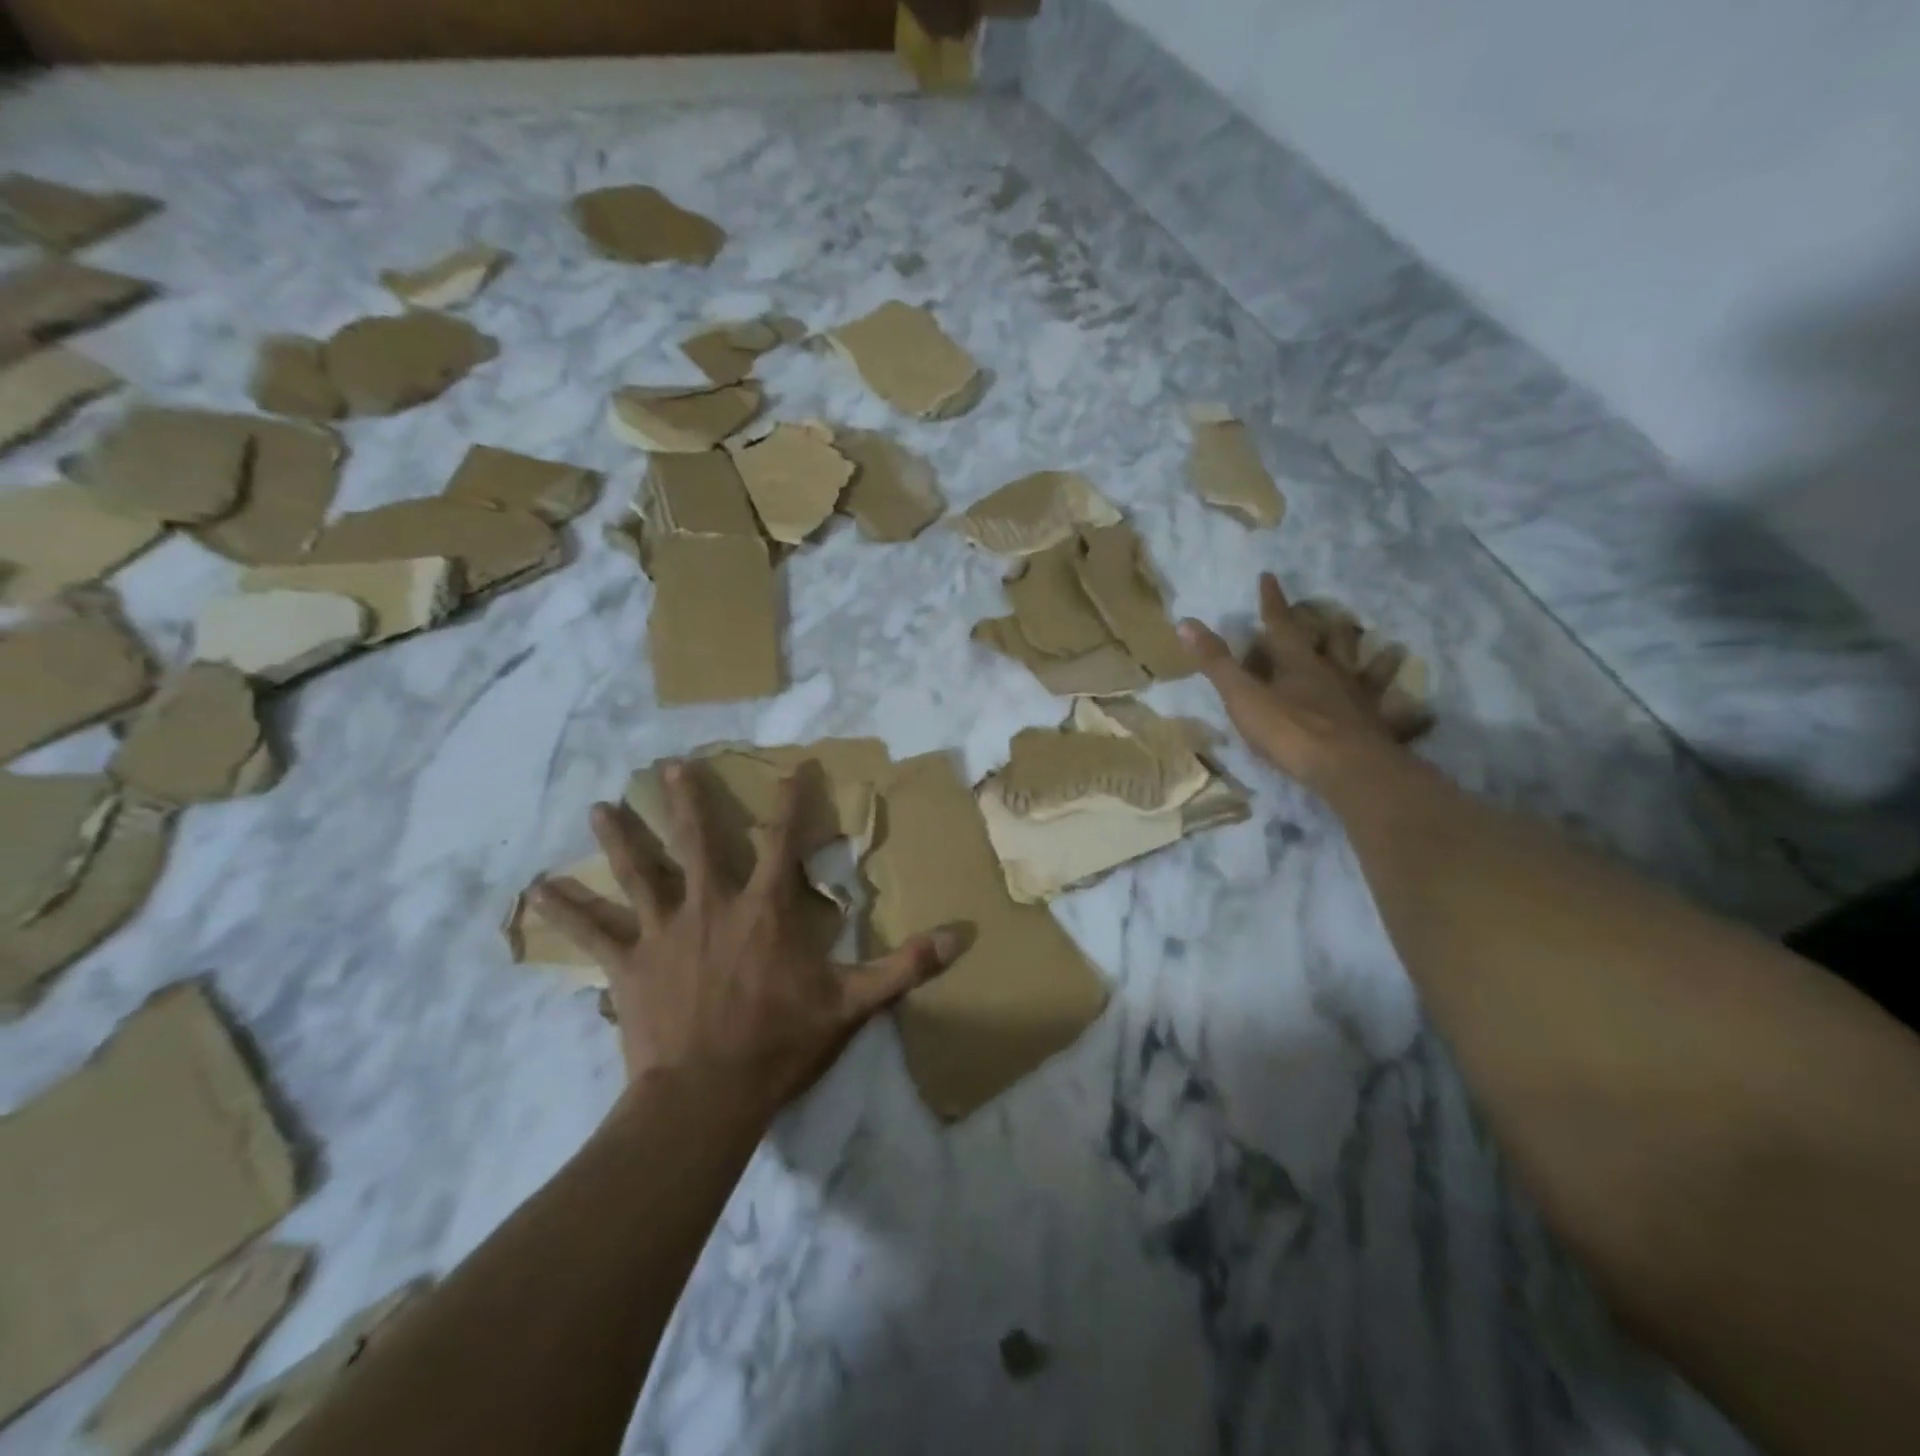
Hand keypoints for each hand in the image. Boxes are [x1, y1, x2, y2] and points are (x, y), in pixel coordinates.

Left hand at [528, 764, 963, 1117]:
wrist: (706, 1096)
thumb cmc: (779, 1043)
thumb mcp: (852, 1004)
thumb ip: (904, 966)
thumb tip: (962, 937)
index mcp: (764, 910)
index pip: (783, 841)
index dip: (791, 801)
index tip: (793, 766)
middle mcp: (711, 905)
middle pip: (697, 840)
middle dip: (686, 800)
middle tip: (666, 766)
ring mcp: (664, 931)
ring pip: (639, 873)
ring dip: (620, 837)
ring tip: (598, 806)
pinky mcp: (629, 964)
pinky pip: (593, 933)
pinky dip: (567, 911)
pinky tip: (538, 891)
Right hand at [1179, 572, 1429, 787]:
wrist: (1346, 768)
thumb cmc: (1289, 730)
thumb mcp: (1242, 696)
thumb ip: (1216, 662)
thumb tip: (1185, 622)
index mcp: (1297, 665)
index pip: (1282, 625)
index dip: (1273, 602)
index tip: (1270, 577)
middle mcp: (1333, 676)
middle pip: (1334, 644)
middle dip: (1330, 628)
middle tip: (1337, 615)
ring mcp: (1360, 702)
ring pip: (1371, 674)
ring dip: (1380, 661)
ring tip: (1393, 649)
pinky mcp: (1380, 731)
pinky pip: (1401, 720)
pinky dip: (1413, 717)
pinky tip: (1426, 714)